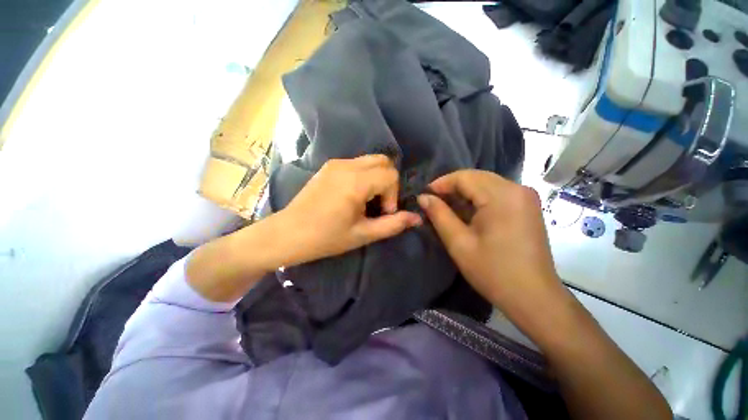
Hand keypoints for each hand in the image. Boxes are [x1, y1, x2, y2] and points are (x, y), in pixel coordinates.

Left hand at [277, 155, 421, 265]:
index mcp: (355, 181)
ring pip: (371, 160)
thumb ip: (392, 225)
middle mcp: (347, 165)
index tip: (383, 213)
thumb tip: (417, 218)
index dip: (393, 195)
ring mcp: (336, 163)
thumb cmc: (325, 237)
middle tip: (379, 204)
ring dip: (377, 178)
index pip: (390, 175)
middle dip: (389, 182)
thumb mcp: (362, 234)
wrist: (288, 233)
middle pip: (384, 161)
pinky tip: (354, 195)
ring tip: (367, 200)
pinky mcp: (329, 166)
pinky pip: (357, 163)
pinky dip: (365, 175)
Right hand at [417, 170, 563, 321]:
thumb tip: (423, 197)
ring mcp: (525, 197)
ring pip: (486, 184)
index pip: (464, 177)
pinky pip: (496, 193)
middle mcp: (517, 189)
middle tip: (433, 202)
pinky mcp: (527, 207)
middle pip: (476, 177)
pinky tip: (467, 213)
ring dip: (464, 193)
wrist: (534, 297)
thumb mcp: (459, 242)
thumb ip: (439, 215)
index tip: (425, 195)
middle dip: (452, 187)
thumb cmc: (493, 271)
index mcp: (501, 195)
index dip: (441, 183)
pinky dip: (478, 199)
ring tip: (446, 208)